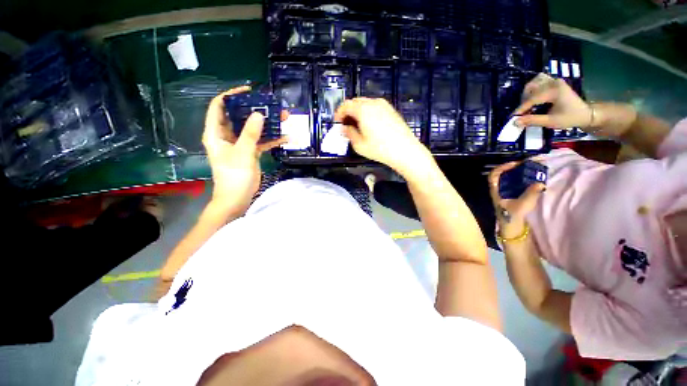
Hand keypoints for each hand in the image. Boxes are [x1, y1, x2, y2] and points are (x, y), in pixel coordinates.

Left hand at [202, 86, 286, 215]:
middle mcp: (226, 135)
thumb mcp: (242, 153)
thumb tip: (259, 114)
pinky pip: (261, 141)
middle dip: (255, 109)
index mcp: (216, 132)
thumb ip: (250, 133)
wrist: (237, 197)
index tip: (249, 91)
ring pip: (253, 128)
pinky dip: (272, 139)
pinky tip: (286, 138)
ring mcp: (239, 144)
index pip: (219, 106)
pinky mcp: (250, 152)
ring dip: (267, 124)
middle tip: (271, 104)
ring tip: (283, 117)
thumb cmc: (234, 176)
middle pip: (239, 116)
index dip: (231, 95)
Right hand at [334, 98, 431, 174]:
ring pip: (365, 103)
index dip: (339, 113)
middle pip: (355, 102)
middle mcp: (373, 103)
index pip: (345, 105)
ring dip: (358, 111)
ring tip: (357, 125)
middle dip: (348, 112)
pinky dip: (368, 112)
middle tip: (346, 124)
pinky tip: (369, 125)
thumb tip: (344, 128)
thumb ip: (349, 134)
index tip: (337, 122)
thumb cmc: (380, 149)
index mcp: (363, 110)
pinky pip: (375, 106)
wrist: (405, 150)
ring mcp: (384, 105)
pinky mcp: (391, 110)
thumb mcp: (359, 145)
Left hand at [488, 160, 545, 237]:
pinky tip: (532, 179)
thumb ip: (531, 194)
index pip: (493, 175)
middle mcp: (498, 190)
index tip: (515, 164)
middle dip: (513, 168)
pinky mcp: (511, 196)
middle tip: (527, 165)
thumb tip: (540, 183)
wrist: (511, 227)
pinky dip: (522, 180)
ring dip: (518, 173)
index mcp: (495, 191)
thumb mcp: (522, 205)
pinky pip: (514, 184)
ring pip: (508, 179)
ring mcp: (504, 193)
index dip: (502, 167)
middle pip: (502, 175)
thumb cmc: (512, 216)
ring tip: (531, 169)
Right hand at [513, 73, 591, 129]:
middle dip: (523, 102)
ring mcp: (554, 81)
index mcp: (554, 91)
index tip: (511, 118)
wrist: (586, 113)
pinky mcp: (554, 82)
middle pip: (531, 88)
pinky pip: (539, 81)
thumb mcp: (551, 121)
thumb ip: (532, 120)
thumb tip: (515, 122)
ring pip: (534, 82)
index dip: (520, 109)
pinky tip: (532, 98)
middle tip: (522, 113)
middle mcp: (553, 82)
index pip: (532, 99)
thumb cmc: (570, 118)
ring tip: (527, 105)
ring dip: (527, 93)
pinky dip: (533, 89)